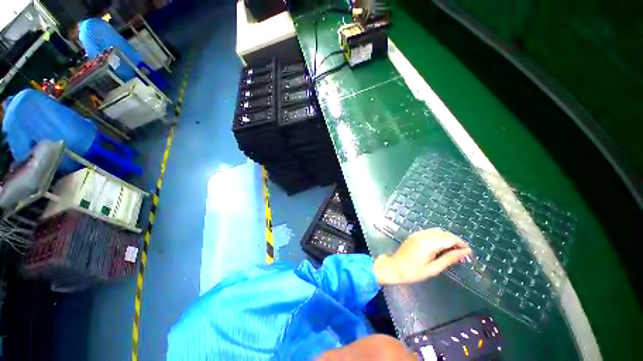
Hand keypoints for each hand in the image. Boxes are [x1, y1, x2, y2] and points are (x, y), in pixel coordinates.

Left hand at [373, 228, 471, 284]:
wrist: (394, 267)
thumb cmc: (413, 272)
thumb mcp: (433, 268)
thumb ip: (449, 258)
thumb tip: (466, 252)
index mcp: (428, 244)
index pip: (450, 238)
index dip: (461, 244)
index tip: (468, 253)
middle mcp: (423, 235)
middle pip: (444, 233)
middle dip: (455, 241)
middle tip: (460, 254)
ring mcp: (417, 234)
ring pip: (437, 231)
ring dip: (446, 238)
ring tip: (451, 251)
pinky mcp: (414, 235)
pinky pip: (429, 232)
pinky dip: (438, 237)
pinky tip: (439, 247)